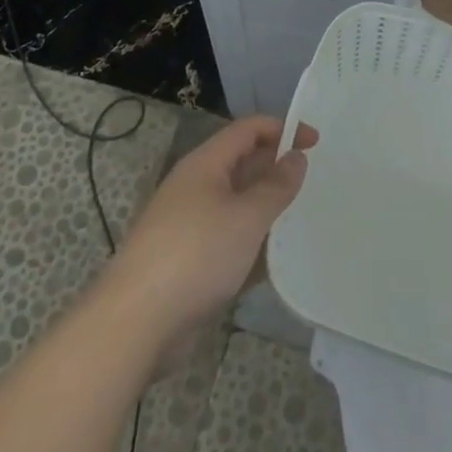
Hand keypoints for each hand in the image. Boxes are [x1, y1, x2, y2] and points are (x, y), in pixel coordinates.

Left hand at [101, 116, 316, 363]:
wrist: (136, 322)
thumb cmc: (197, 254)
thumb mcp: (247, 216)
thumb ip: (276, 186)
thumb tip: (296, 156)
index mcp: (206, 164)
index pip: (249, 130)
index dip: (283, 129)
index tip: (315, 142)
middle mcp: (196, 187)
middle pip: (242, 164)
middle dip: (276, 169)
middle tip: (312, 183)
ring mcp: (189, 225)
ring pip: (236, 205)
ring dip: (265, 210)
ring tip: (300, 221)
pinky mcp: (188, 260)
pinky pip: (227, 240)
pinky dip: (250, 245)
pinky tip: (273, 264)